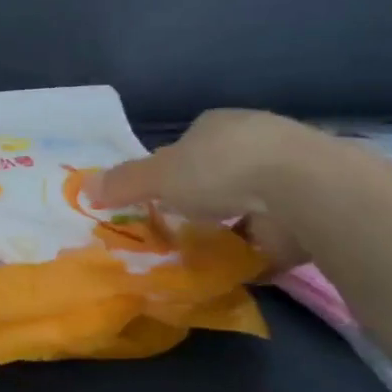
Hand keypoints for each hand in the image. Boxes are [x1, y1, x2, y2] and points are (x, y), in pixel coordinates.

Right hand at [93, 110, 327, 269]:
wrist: (302, 189)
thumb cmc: (221, 169)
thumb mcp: (159, 176)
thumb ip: (123, 182)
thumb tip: (82, 186)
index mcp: (217, 125)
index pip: (187, 144)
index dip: (170, 169)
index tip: (158, 197)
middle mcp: (254, 142)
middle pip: (218, 172)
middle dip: (202, 197)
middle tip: (181, 227)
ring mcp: (287, 175)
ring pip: (247, 202)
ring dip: (231, 224)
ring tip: (206, 253)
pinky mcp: (309, 209)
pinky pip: (273, 232)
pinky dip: (257, 249)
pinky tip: (240, 267)